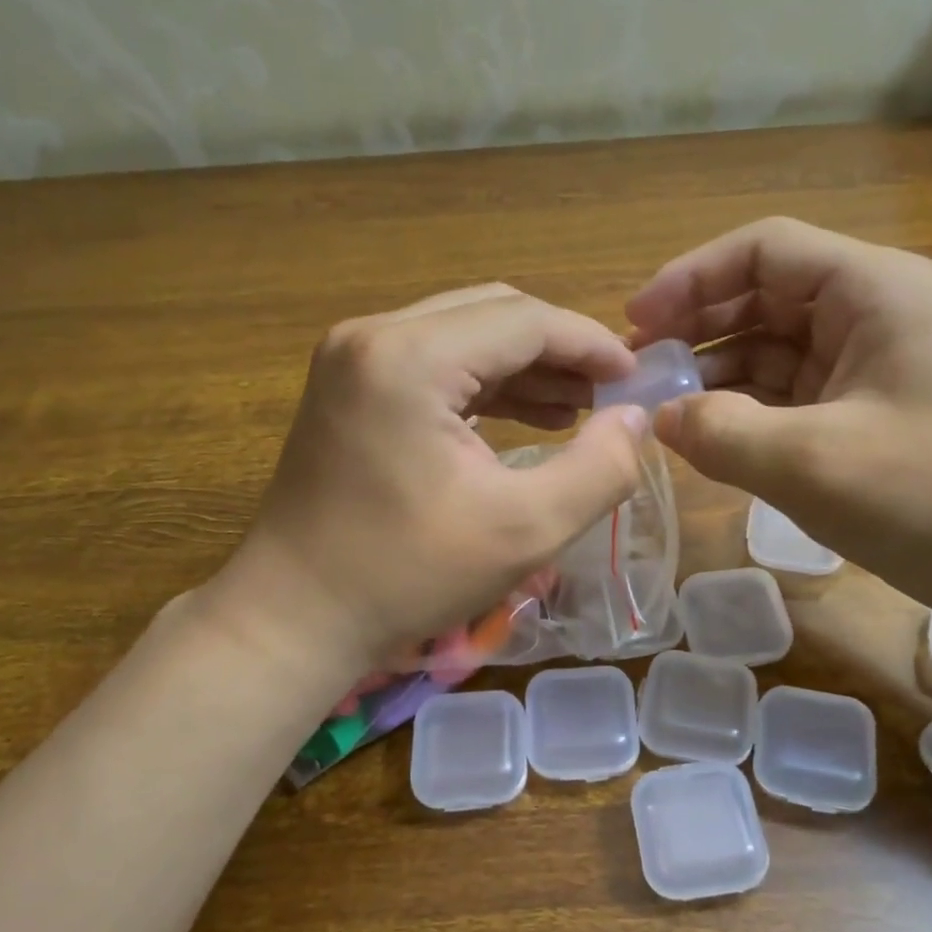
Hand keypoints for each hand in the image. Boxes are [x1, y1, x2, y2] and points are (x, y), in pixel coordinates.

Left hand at [206, 285, 649, 673]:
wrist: (294, 617)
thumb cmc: (407, 577)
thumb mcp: (525, 530)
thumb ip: (599, 469)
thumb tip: (636, 418)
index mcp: (410, 357)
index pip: (524, 319)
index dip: (591, 343)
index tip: (637, 377)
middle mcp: (374, 336)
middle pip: (492, 314)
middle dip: (559, 350)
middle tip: (609, 395)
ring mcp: (353, 358)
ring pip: (463, 335)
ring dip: (524, 367)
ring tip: (579, 408)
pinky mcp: (348, 386)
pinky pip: (434, 364)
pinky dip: (484, 385)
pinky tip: (527, 417)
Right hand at [626, 217, 931, 616]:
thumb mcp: (815, 462)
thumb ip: (723, 433)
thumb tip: (660, 418)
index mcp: (872, 291)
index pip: (765, 251)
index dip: (691, 277)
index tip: (636, 321)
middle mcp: (871, 313)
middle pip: (763, 297)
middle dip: (696, 328)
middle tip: (639, 370)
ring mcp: (870, 366)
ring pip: (772, 349)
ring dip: (716, 373)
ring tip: (661, 407)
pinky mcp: (867, 413)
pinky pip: (790, 395)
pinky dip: (746, 410)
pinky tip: (707, 435)